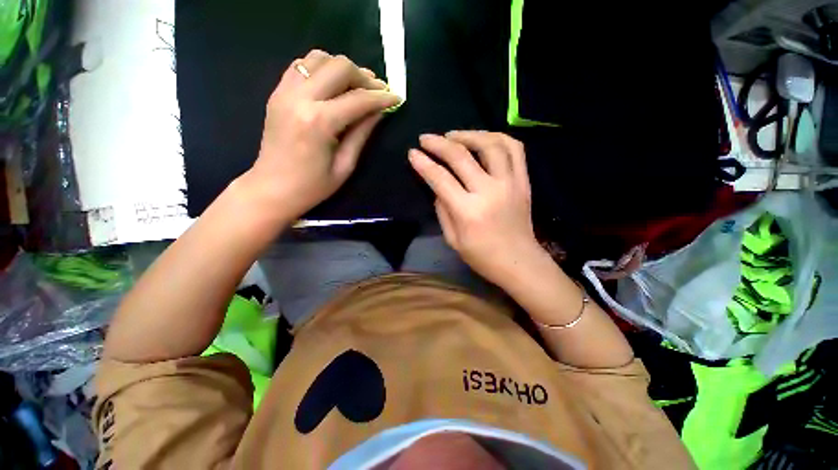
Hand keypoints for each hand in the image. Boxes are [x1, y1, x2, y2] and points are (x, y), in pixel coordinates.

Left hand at [244, 50, 400, 222]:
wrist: (272, 188)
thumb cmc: (313, 186)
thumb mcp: (345, 165)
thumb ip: (361, 134)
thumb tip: (379, 112)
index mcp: (319, 122)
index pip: (358, 99)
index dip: (382, 97)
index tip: (397, 98)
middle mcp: (300, 98)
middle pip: (339, 66)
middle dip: (364, 77)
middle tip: (376, 92)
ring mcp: (284, 92)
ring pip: (319, 58)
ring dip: (342, 69)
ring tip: (355, 87)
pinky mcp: (277, 93)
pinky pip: (301, 66)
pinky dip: (321, 69)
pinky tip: (332, 85)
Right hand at [408, 131, 544, 286]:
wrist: (519, 262)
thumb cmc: (482, 256)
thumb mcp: (452, 239)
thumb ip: (442, 210)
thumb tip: (438, 186)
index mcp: (468, 211)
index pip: (440, 179)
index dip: (423, 163)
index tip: (413, 153)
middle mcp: (489, 192)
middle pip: (461, 156)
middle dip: (439, 143)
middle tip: (426, 138)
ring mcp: (510, 183)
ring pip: (491, 144)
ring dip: (469, 134)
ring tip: (454, 135)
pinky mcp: (524, 181)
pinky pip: (515, 149)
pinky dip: (498, 137)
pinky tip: (484, 139)